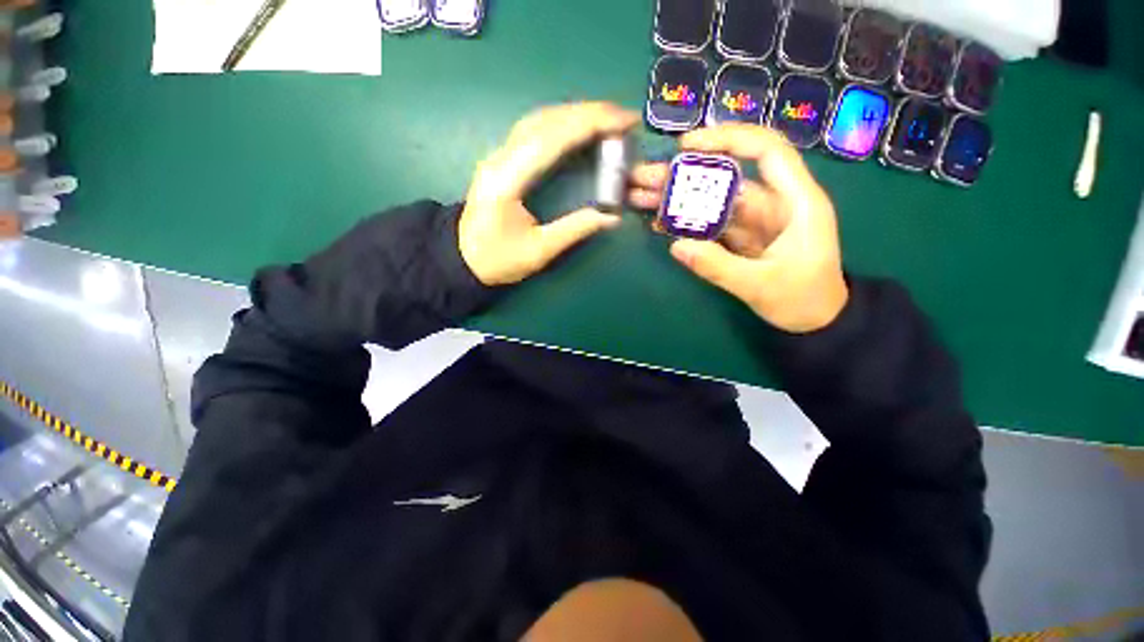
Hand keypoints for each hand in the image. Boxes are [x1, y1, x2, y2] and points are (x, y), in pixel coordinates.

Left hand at [459, 102, 638, 285]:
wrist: (463, 258)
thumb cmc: (498, 259)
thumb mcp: (539, 251)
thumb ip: (574, 230)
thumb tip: (611, 217)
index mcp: (507, 181)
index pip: (551, 139)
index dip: (588, 124)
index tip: (623, 121)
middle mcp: (501, 159)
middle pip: (545, 121)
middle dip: (588, 113)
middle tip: (624, 117)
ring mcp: (499, 156)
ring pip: (539, 120)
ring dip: (575, 114)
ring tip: (608, 118)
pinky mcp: (503, 160)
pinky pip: (535, 130)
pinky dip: (562, 123)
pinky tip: (579, 126)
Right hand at [628, 124, 847, 332]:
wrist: (815, 321)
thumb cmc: (803, 300)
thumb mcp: (761, 286)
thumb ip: (719, 267)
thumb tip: (676, 247)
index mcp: (796, 202)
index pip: (766, 152)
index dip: (729, 139)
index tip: (687, 146)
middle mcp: (773, 203)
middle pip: (728, 176)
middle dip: (685, 173)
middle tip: (645, 176)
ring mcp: (753, 221)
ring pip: (713, 200)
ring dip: (679, 197)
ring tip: (641, 197)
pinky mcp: (740, 238)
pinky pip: (710, 223)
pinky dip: (685, 222)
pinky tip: (659, 221)